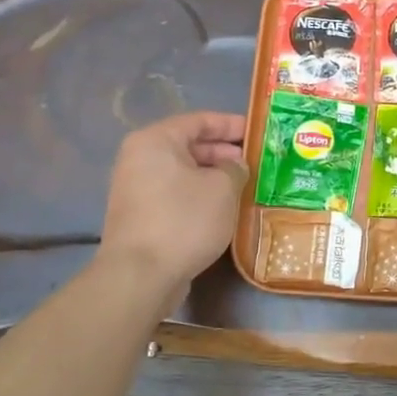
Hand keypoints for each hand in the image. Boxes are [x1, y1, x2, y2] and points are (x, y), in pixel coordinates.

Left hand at [99, 112, 247, 289]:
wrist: (141, 275)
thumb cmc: (184, 219)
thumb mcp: (223, 188)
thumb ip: (235, 168)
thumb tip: (235, 166)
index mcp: (156, 141)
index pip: (200, 121)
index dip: (232, 125)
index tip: (259, 132)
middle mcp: (140, 159)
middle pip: (190, 146)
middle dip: (225, 153)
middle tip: (258, 163)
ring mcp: (137, 189)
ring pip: (185, 173)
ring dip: (216, 178)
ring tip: (248, 186)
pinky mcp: (142, 216)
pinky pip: (178, 195)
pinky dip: (202, 197)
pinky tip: (226, 210)